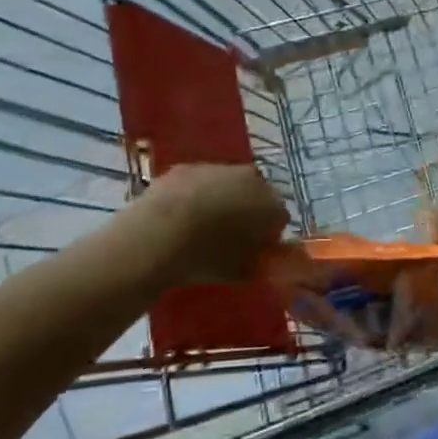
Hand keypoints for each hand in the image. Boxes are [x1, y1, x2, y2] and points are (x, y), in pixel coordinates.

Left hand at [138, 164, 288, 283]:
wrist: (158, 234)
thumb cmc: (207, 257)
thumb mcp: (241, 272)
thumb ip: (260, 262)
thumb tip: (263, 257)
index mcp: (271, 204)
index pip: (280, 218)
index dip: (267, 235)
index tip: (254, 250)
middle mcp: (251, 178)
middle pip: (257, 194)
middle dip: (248, 211)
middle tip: (230, 235)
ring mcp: (218, 167)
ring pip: (227, 184)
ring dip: (221, 199)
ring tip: (201, 226)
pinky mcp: (187, 166)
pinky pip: (198, 181)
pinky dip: (194, 194)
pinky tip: (179, 215)